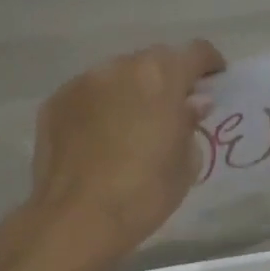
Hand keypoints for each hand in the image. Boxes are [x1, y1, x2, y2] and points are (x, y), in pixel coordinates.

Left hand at [0, 40, 225, 270]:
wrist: (79, 218)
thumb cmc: (146, 191)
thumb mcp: (187, 161)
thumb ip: (190, 123)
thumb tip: (192, 104)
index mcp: (160, 76)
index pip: (195, 52)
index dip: (210, 64)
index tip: (215, 81)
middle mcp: (119, 68)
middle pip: (153, 61)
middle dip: (168, 79)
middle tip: (175, 109)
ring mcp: (82, 83)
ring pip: (117, 77)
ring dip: (132, 92)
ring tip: (135, 126)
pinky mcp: (55, 104)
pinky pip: (89, 96)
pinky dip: (102, 108)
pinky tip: (103, 139)